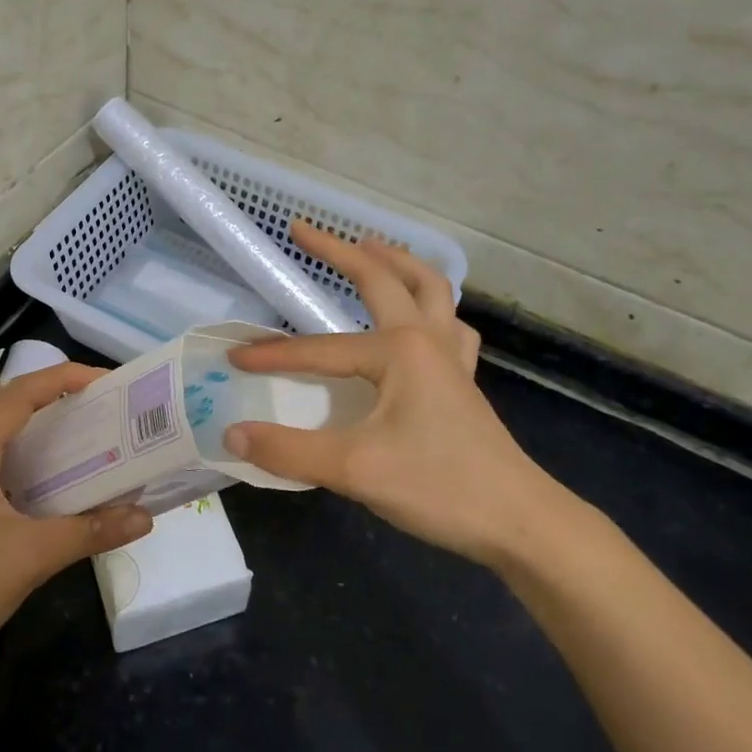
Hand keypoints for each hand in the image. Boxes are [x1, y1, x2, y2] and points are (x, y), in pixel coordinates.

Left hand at [0, 362, 152, 667]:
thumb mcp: (31, 558)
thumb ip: (89, 533)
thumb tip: (145, 517)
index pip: (17, 394)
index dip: (61, 378)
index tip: (104, 383)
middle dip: (43, 389)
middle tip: (87, 404)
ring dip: (28, 417)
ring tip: (71, 431)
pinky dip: (19, 447)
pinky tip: (45, 477)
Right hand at [223, 221, 563, 570]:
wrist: (518, 521)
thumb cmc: (439, 487)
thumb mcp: (355, 469)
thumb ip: (289, 450)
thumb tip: (233, 434)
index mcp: (399, 350)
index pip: (320, 349)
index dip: (274, 355)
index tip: (235, 359)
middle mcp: (427, 339)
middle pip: (384, 278)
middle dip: (340, 250)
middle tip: (304, 230)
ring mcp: (452, 357)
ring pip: (430, 290)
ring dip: (399, 262)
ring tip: (372, 246)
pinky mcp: (463, 381)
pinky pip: (451, 325)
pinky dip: (434, 306)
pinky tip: (423, 316)